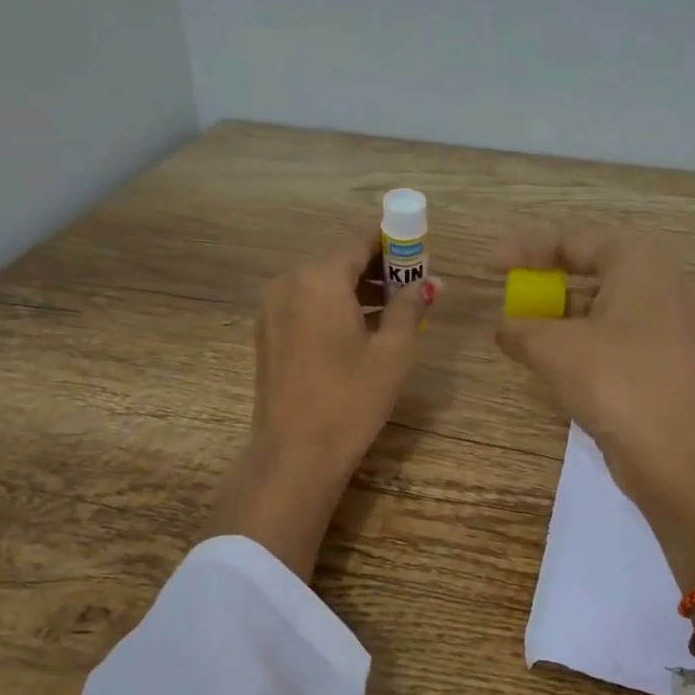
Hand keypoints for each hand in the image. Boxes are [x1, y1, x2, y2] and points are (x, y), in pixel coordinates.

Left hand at [206, 236, 436, 579]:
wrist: (296, 453)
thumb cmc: (351, 399)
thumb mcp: (393, 352)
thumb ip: (409, 307)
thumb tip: (427, 283)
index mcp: (319, 278)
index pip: (360, 241)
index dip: (393, 243)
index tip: (419, 254)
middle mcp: (289, 282)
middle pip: (339, 260)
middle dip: (377, 268)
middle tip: (412, 286)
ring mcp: (272, 308)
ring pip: (321, 283)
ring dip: (356, 289)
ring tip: (392, 311)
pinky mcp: (267, 333)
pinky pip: (306, 304)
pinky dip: (333, 306)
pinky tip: (359, 330)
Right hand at [491, 224, 694, 503]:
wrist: (670, 454)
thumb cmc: (613, 382)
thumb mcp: (554, 349)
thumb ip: (520, 328)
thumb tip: (505, 327)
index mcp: (641, 259)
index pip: (573, 239)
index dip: (525, 249)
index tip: (490, 266)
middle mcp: (661, 278)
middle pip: (591, 263)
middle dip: (546, 276)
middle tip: (510, 287)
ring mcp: (668, 316)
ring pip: (603, 297)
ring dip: (561, 308)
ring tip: (524, 323)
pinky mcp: (664, 351)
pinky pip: (615, 325)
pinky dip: (582, 331)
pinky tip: (553, 350)